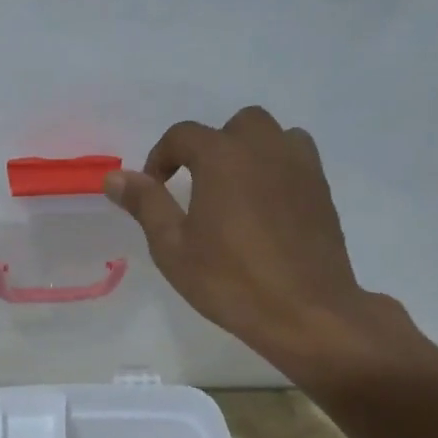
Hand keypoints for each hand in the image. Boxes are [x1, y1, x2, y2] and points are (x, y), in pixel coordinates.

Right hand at [106, 106, 422, 384]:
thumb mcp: (173, 248)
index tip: (153, 188)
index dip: (161, 157)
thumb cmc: (230, 281)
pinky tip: (266, 206)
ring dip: (248, 152)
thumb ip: (146, 205)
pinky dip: (276, 168)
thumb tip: (115, 177)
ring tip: (235, 191)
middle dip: (210, 147)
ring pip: (272, 136)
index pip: (183, 135)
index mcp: (222, 157)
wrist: (306, 311)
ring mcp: (300, 166)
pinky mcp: (322, 189)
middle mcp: (264, 148)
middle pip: (234, 126)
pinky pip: (296, 159)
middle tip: (197, 187)